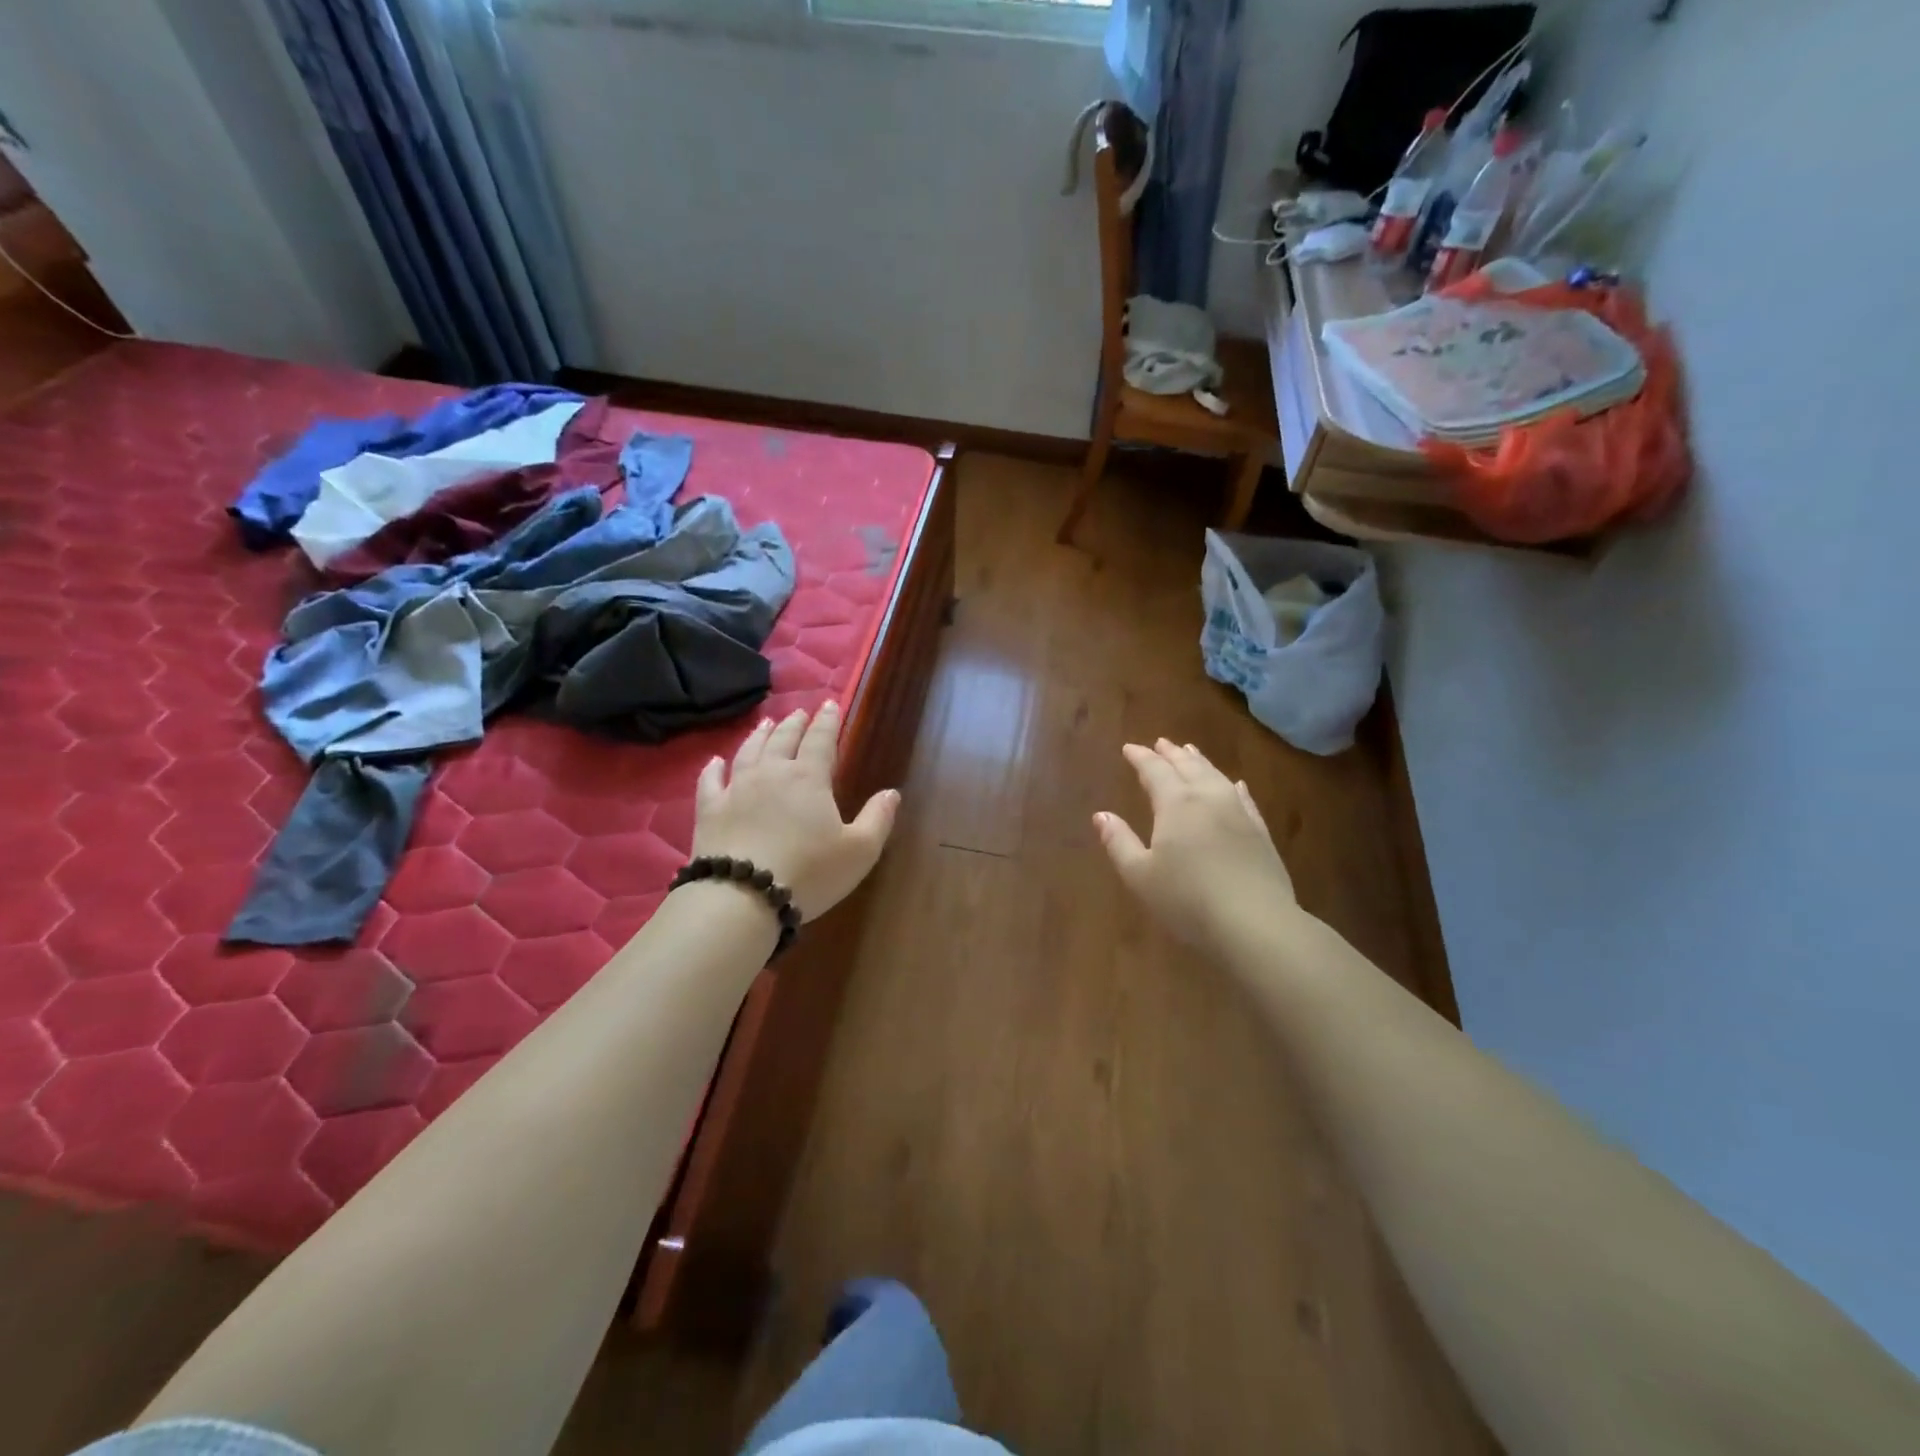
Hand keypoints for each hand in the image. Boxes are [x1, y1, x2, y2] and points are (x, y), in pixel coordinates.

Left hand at [692, 702, 900, 921]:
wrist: (742, 897)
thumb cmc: (809, 873)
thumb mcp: (859, 850)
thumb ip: (877, 818)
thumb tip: (891, 792)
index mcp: (809, 778)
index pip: (821, 740)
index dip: (828, 721)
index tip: (830, 704)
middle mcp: (771, 773)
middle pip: (783, 739)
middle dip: (795, 723)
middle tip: (800, 713)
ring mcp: (736, 789)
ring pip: (749, 751)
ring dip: (760, 735)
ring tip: (766, 724)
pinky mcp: (709, 810)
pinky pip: (710, 780)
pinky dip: (714, 768)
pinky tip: (715, 761)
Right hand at [1095, 740, 1295, 951]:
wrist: (1255, 923)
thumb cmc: (1187, 900)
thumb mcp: (1140, 875)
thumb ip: (1118, 842)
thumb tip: (1101, 815)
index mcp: (1176, 804)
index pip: (1154, 770)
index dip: (1140, 757)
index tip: (1128, 748)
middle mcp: (1208, 798)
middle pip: (1188, 766)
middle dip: (1171, 753)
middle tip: (1160, 743)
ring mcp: (1239, 813)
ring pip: (1216, 776)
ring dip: (1200, 762)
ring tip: (1190, 752)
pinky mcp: (1260, 832)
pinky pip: (1244, 798)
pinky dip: (1233, 786)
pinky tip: (1235, 785)